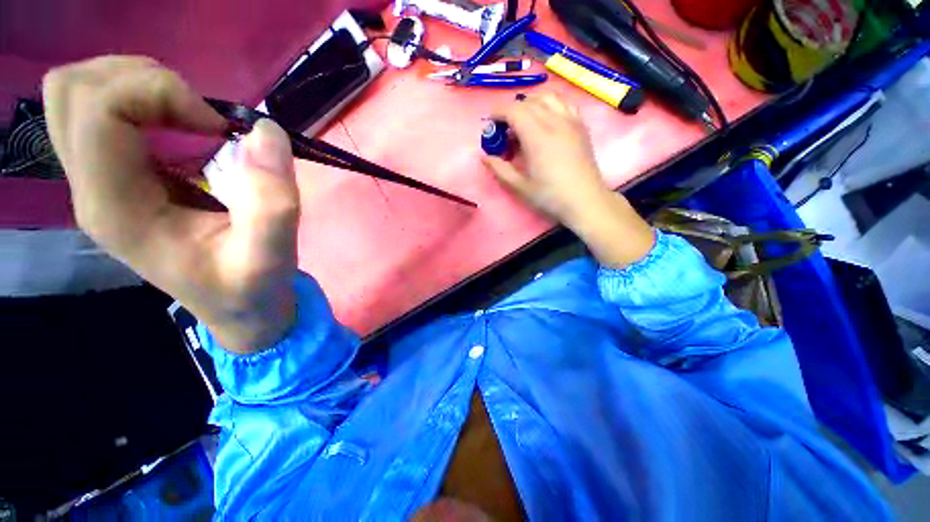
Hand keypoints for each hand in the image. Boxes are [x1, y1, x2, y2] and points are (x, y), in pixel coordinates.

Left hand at [44, 56, 299, 352]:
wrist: (224, 302)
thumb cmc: (240, 289)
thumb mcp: (265, 263)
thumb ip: (268, 206)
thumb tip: (260, 130)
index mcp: (115, 211)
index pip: (99, 114)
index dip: (155, 90)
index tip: (208, 120)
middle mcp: (89, 188)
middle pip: (78, 96)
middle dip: (134, 75)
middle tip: (181, 100)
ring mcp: (89, 175)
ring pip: (78, 93)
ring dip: (130, 76)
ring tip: (173, 104)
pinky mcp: (100, 164)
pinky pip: (87, 102)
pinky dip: (118, 82)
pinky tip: (151, 103)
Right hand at [482, 94, 653, 267]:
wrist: (588, 202)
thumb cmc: (553, 196)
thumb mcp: (520, 187)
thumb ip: (499, 169)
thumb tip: (484, 157)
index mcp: (536, 135)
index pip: (512, 109)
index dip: (496, 113)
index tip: (491, 125)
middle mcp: (553, 121)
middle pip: (527, 101)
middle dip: (512, 110)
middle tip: (507, 129)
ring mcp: (570, 121)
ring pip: (547, 96)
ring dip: (533, 102)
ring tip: (528, 118)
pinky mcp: (581, 126)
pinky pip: (565, 104)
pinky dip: (553, 105)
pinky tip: (549, 120)